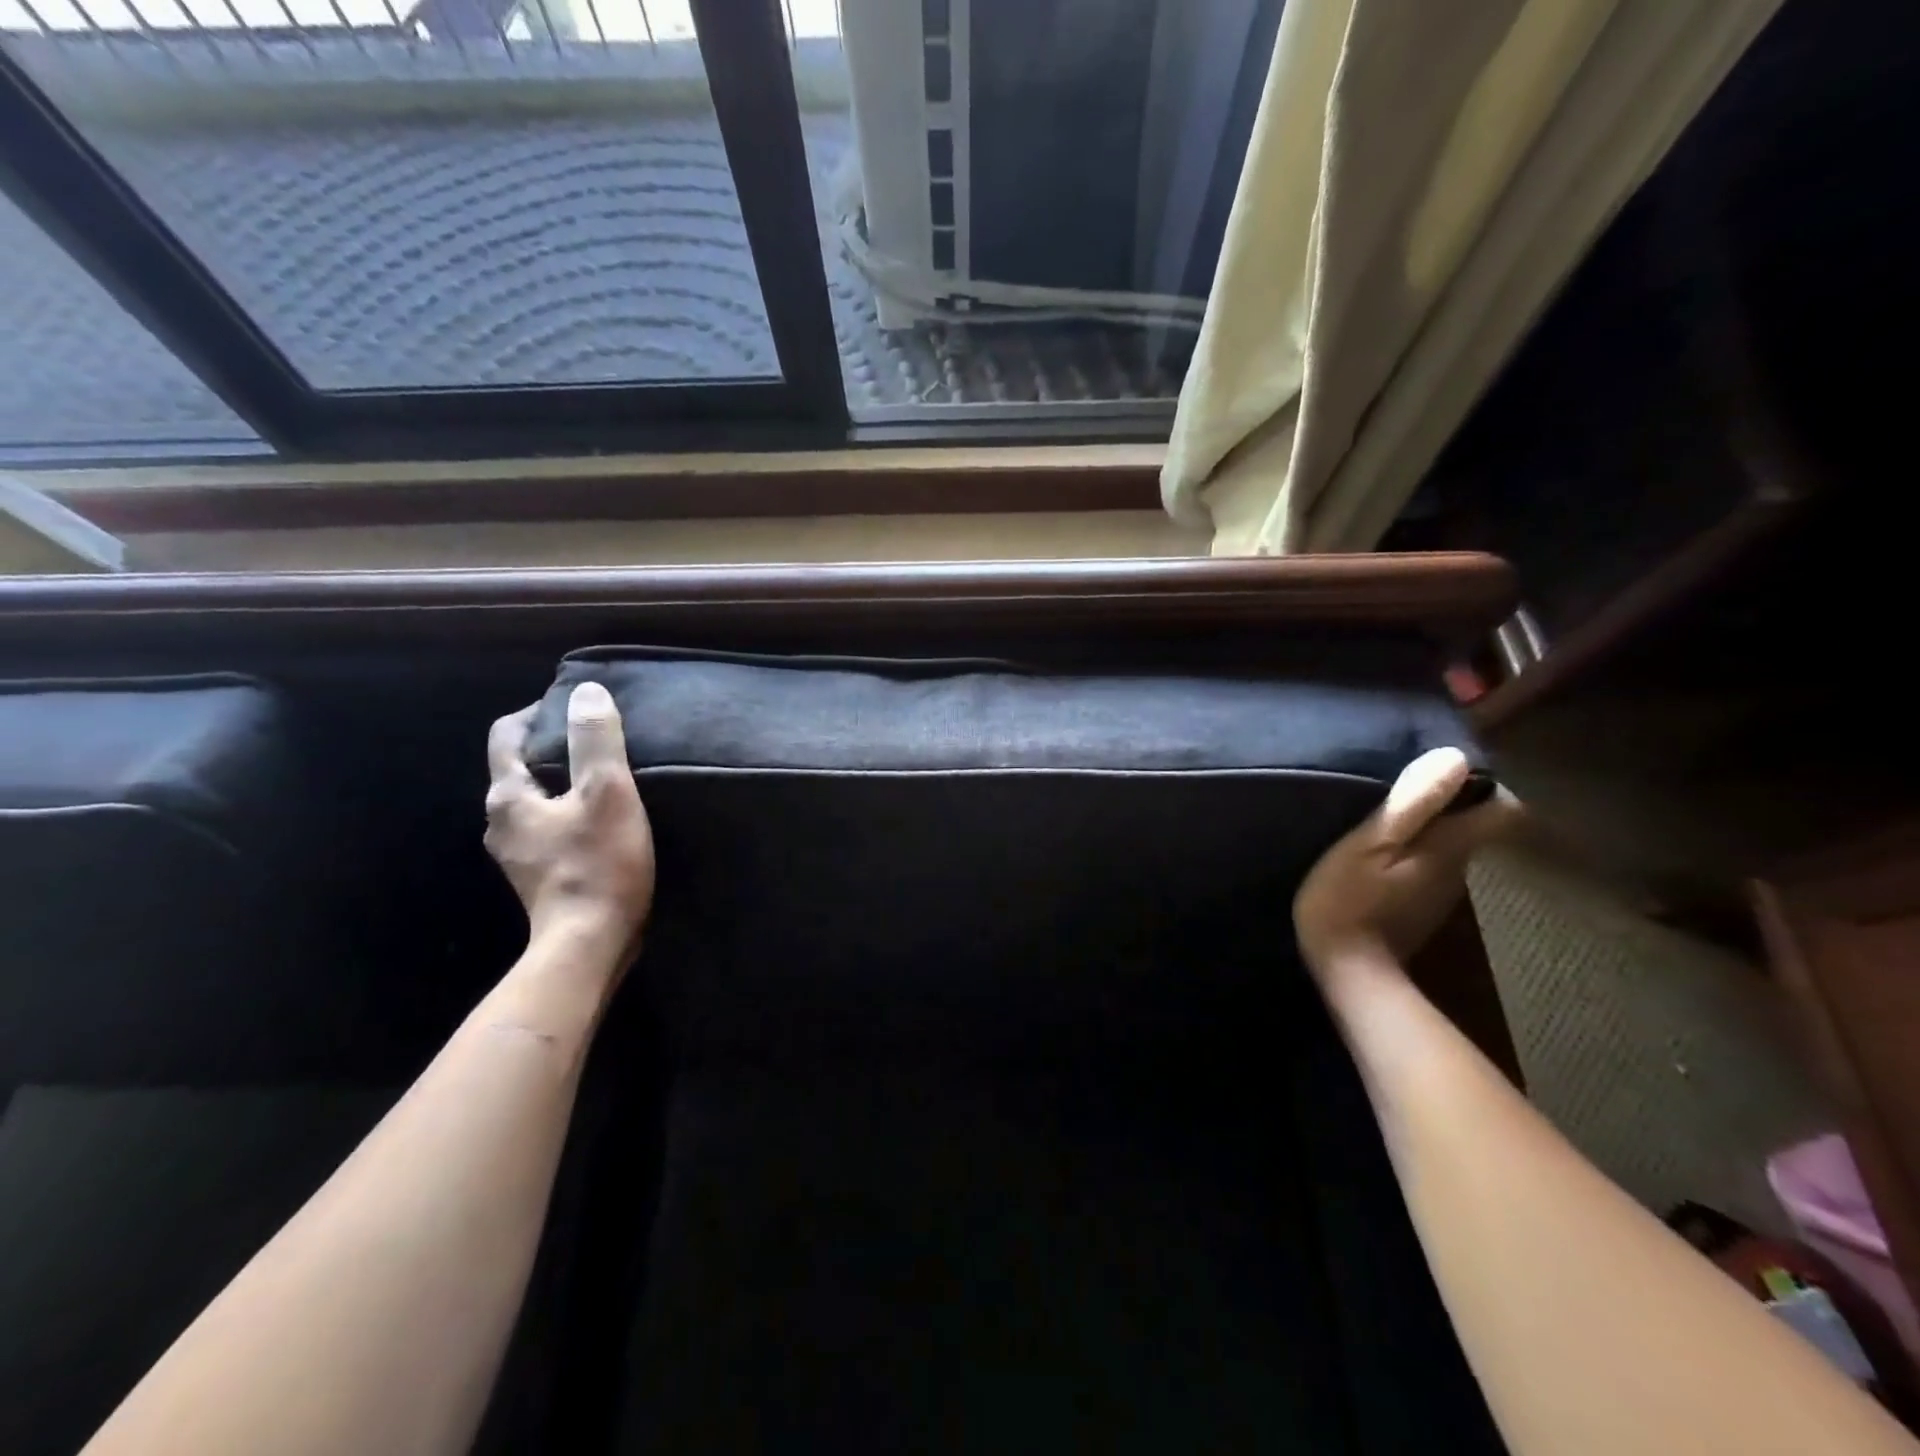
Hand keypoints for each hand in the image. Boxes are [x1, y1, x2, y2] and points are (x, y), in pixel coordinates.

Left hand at [485, 682, 654, 967]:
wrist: (589, 943)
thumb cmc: (598, 863)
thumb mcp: (606, 792)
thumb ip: (595, 740)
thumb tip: (587, 692)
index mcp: (508, 797)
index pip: (506, 737)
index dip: (536, 713)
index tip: (573, 705)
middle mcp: (501, 822)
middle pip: (519, 768)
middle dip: (552, 747)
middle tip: (596, 738)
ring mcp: (517, 853)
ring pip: (535, 800)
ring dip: (562, 781)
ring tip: (603, 774)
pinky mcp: (539, 876)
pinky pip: (549, 827)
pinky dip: (568, 811)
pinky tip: (601, 817)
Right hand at [1293, 748, 1520, 979]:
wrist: (1348, 973)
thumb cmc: (1350, 901)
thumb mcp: (1370, 844)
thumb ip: (1413, 802)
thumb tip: (1455, 758)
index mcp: (1452, 847)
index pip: (1503, 809)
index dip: (1483, 784)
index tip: (1443, 769)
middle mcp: (1460, 868)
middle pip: (1473, 824)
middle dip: (1447, 801)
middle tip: (1398, 786)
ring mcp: (1441, 893)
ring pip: (1449, 845)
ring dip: (1426, 828)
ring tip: (1380, 818)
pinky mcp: (1419, 909)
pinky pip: (1426, 867)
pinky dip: (1410, 854)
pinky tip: (1374, 857)